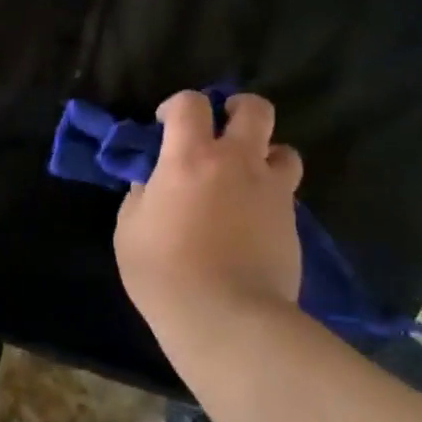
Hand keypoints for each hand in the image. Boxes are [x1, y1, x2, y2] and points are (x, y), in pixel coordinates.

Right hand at [114, 91, 304, 331]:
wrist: (226, 317)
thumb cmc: (164, 271)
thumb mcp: (129, 230)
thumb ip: (141, 196)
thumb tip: (152, 185)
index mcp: (190, 158)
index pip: (191, 104)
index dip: (177, 106)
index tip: (165, 125)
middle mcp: (237, 162)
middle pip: (255, 110)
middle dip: (238, 108)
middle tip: (223, 126)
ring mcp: (272, 191)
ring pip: (284, 150)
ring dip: (264, 154)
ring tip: (246, 176)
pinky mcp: (292, 222)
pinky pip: (285, 193)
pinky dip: (270, 195)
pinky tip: (252, 220)